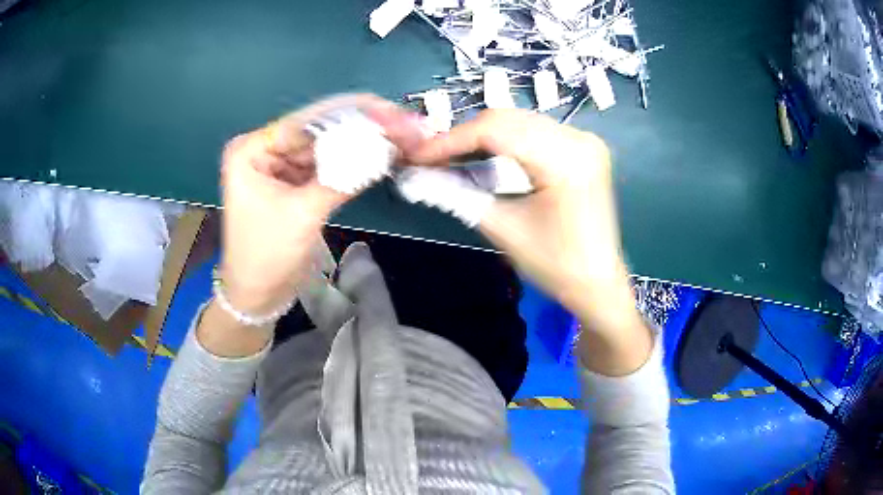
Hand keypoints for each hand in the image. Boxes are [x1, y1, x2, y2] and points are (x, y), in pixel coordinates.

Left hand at [219, 94, 404, 313]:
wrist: (258, 296)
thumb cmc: (267, 255)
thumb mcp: (302, 213)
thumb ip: (341, 177)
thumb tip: (384, 148)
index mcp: (252, 150)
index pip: (306, 122)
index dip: (350, 114)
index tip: (389, 110)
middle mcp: (265, 150)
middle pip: (318, 132)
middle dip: (360, 128)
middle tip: (402, 123)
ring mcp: (280, 166)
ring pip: (326, 148)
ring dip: (360, 144)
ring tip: (400, 135)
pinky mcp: (295, 183)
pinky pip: (326, 166)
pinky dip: (351, 163)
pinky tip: (380, 154)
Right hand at [391, 109, 641, 337]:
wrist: (598, 284)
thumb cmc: (555, 265)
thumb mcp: (503, 229)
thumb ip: (458, 194)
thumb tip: (418, 174)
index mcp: (566, 159)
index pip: (496, 130)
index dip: (451, 139)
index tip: (418, 155)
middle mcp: (579, 139)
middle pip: (508, 119)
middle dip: (464, 136)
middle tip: (431, 157)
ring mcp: (585, 141)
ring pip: (519, 122)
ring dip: (482, 136)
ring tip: (451, 156)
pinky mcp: (583, 148)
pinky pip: (534, 132)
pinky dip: (505, 140)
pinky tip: (484, 155)